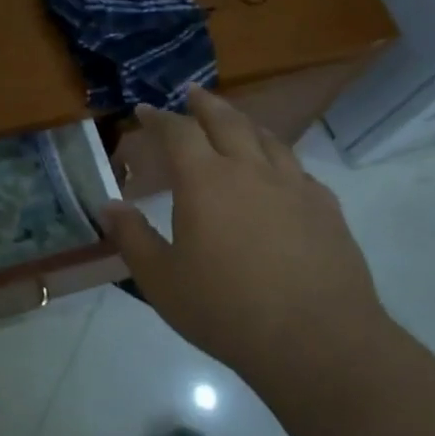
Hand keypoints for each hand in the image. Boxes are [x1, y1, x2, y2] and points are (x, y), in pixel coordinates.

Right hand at [100, 87, 387, 406]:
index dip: (158, 118)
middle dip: (205, 104)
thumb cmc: (227, 310)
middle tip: (192, 93)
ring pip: (267, 138)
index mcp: (205, 181)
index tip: (144, 110)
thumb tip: (108, 206)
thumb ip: (132, 238)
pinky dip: (280, 159)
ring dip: (245, 122)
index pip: (178, 132)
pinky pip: (299, 170)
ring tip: (235, 121)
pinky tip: (280, 172)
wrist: (319, 342)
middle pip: (226, 121)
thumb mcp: (162, 281)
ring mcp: (293, 186)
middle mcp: (250, 170)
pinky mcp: (326, 208)